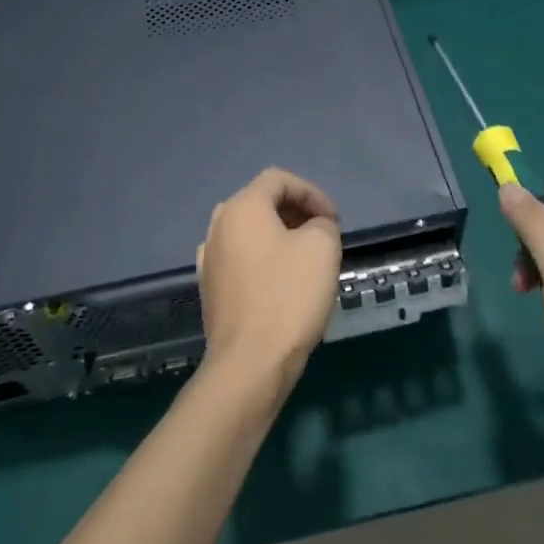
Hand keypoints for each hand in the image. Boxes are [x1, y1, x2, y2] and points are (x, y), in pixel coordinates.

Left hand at [196, 168, 341, 390]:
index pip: (279, 179)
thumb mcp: (323, 247)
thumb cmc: (288, 296)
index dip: (312, 192)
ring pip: (251, 232)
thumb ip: (323, 223)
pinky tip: (283, 284)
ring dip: (281, 237)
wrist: (250, 363)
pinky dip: (265, 260)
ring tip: (308, 260)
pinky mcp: (210, 289)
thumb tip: (314, 228)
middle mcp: (218, 225)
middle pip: (261, 203)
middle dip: (297, 213)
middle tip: (325, 235)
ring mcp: (209, 258)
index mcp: (241, 207)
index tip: (334, 219)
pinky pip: (242, 259)